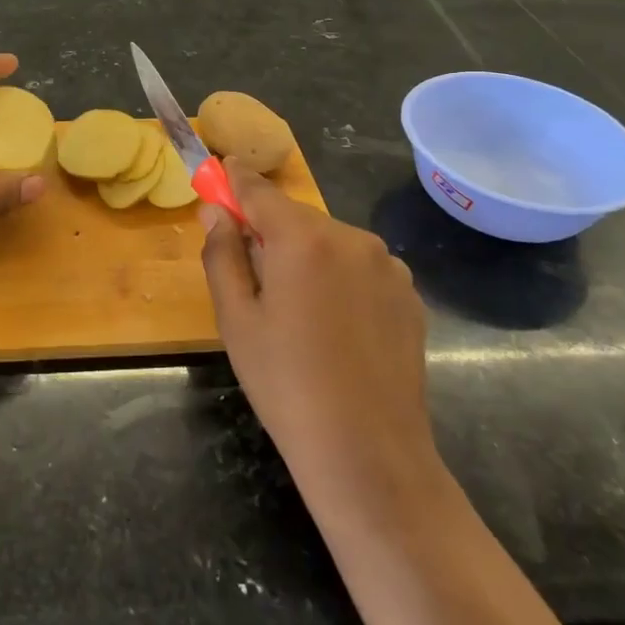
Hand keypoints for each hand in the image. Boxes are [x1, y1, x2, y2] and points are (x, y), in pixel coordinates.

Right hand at [200, 166, 439, 520]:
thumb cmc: (286, 385)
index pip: (260, 191)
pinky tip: (336, 326)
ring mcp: (388, 266)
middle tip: (251, 272)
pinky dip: (339, 278)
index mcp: (303, 239)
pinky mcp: (409, 295)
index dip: (236, 180)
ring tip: (298, 312)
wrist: (369, 454)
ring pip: (330, 243)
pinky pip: (360, 268)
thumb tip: (215, 211)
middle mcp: (351, 238)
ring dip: (307, 256)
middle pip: (296, 218)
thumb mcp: (236, 320)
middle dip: (271, 231)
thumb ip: (222, 254)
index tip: (220, 169)